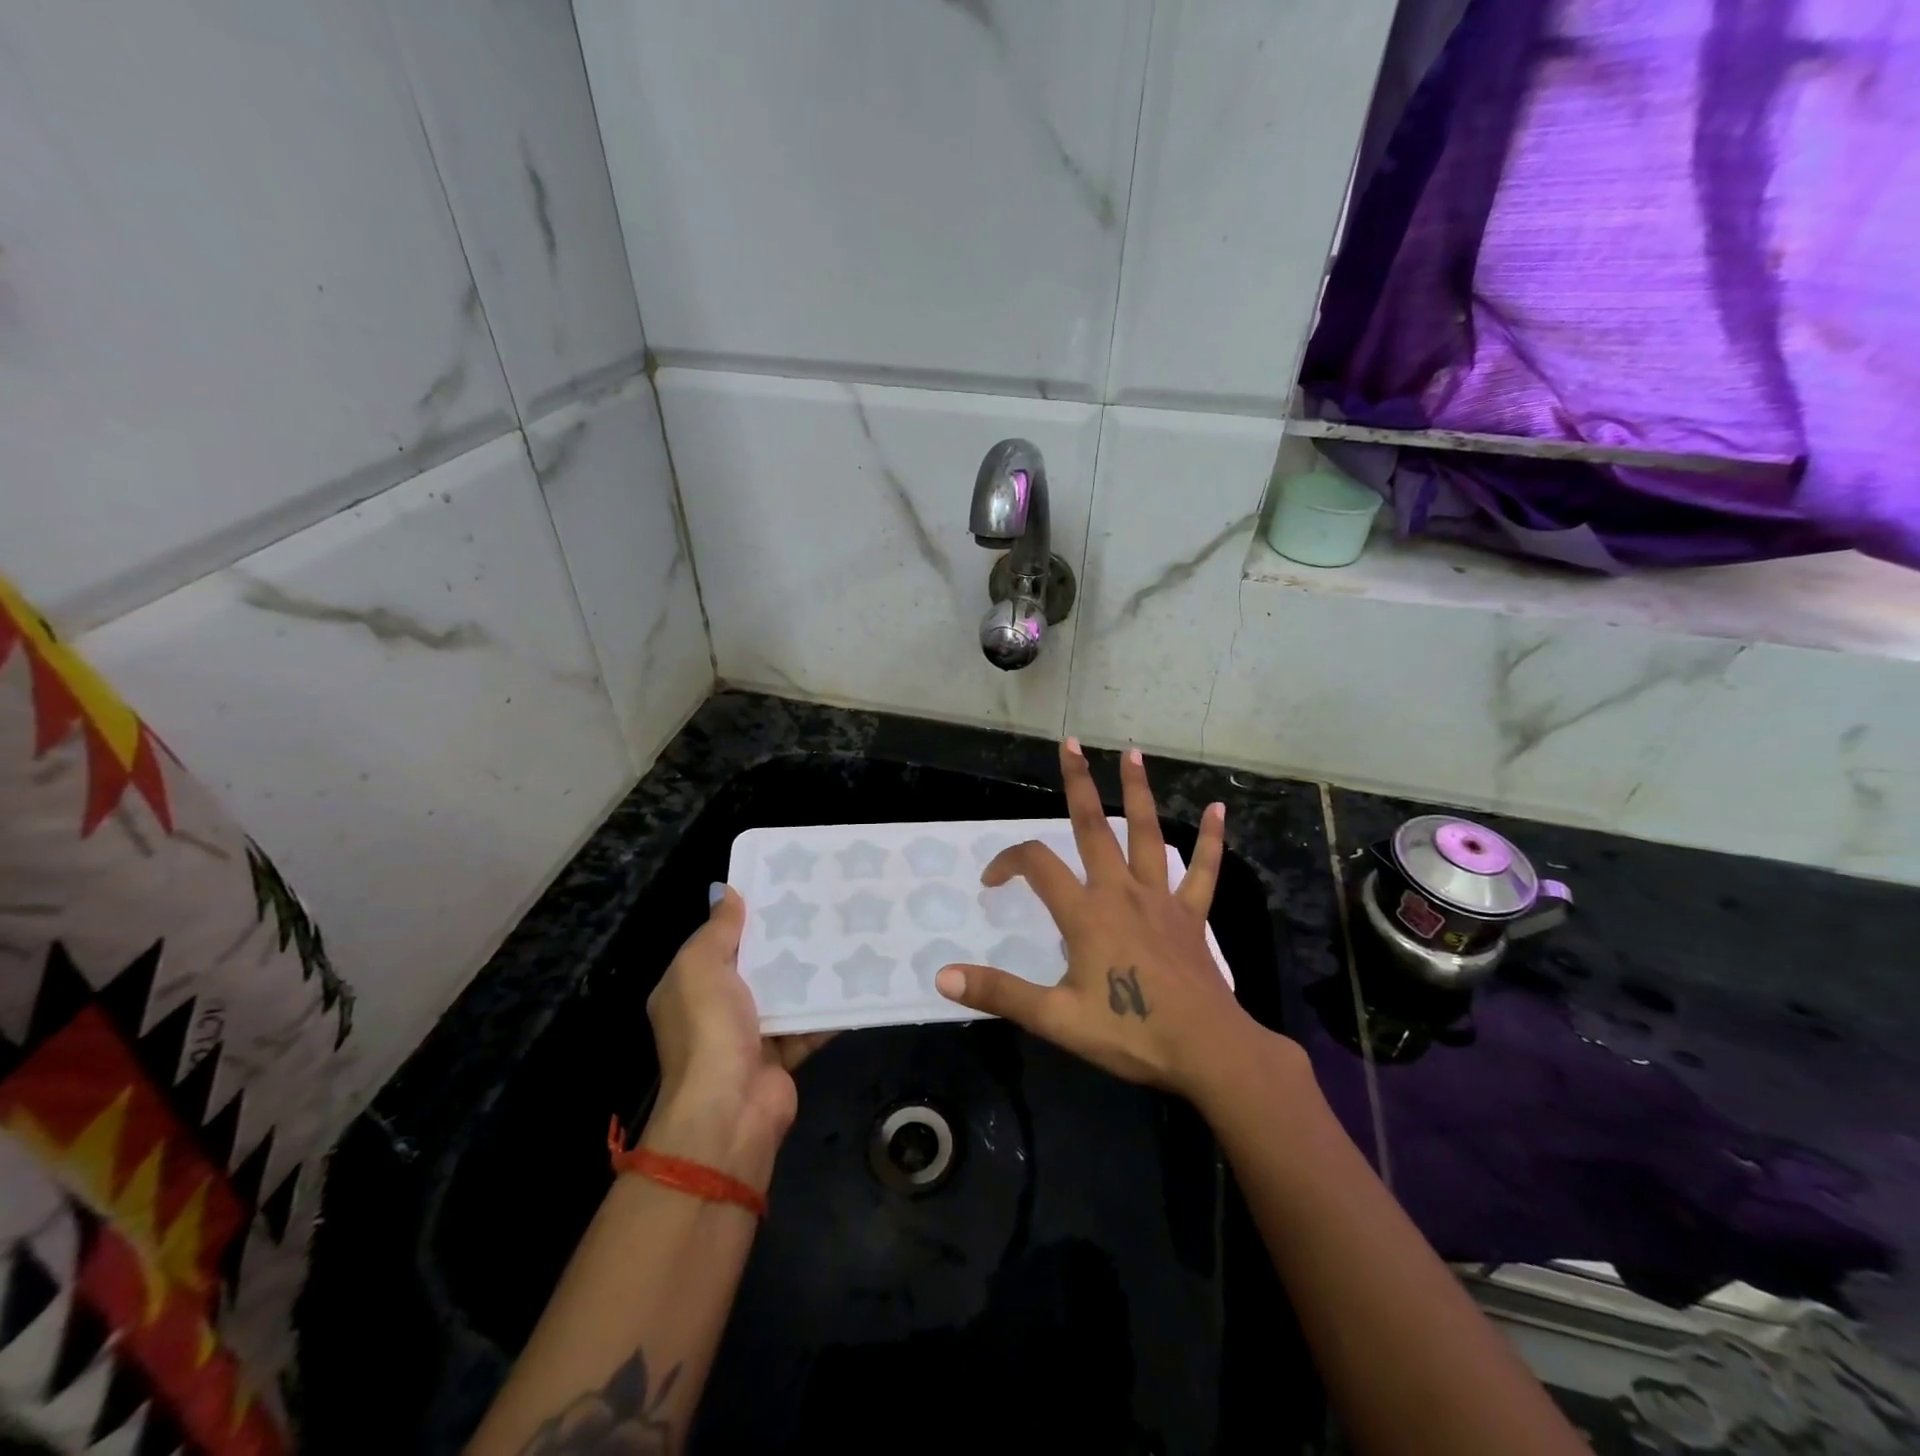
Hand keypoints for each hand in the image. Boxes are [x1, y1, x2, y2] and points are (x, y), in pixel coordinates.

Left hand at [642, 886, 831, 1186]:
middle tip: (824, 905)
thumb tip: (730, 892)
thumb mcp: (700, 968)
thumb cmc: (708, 1030)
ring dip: (811, 971)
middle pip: (757, 965)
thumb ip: (717, 931)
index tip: (782, 886)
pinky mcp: (784, 1054)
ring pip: (787, 992)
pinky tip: (857, 979)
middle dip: (786, 940)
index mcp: (690, 986)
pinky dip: (830, 1008)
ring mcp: (752, 1033)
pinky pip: (810, 1023)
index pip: (719, 941)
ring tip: (846, 933)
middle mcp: (718, 1008)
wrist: (729, 1112)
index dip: (747, 916)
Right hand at [934, 739, 1254, 1099]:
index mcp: (1086, 913)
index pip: (1037, 866)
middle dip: (1078, 784)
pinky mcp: (1190, 916)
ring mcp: (1160, 900)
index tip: (992, 881)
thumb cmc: (1130, 1033)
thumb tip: (942, 977)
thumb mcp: (1056, 1018)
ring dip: (1138, 792)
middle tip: (1072, 743)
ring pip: (1146, 835)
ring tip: (1133, 753)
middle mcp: (1121, 892)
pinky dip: (1210, 840)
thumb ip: (1000, 993)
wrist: (1207, 1051)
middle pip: (1094, 827)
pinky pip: (1203, 871)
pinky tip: (1217, 809)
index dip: (1008, 861)